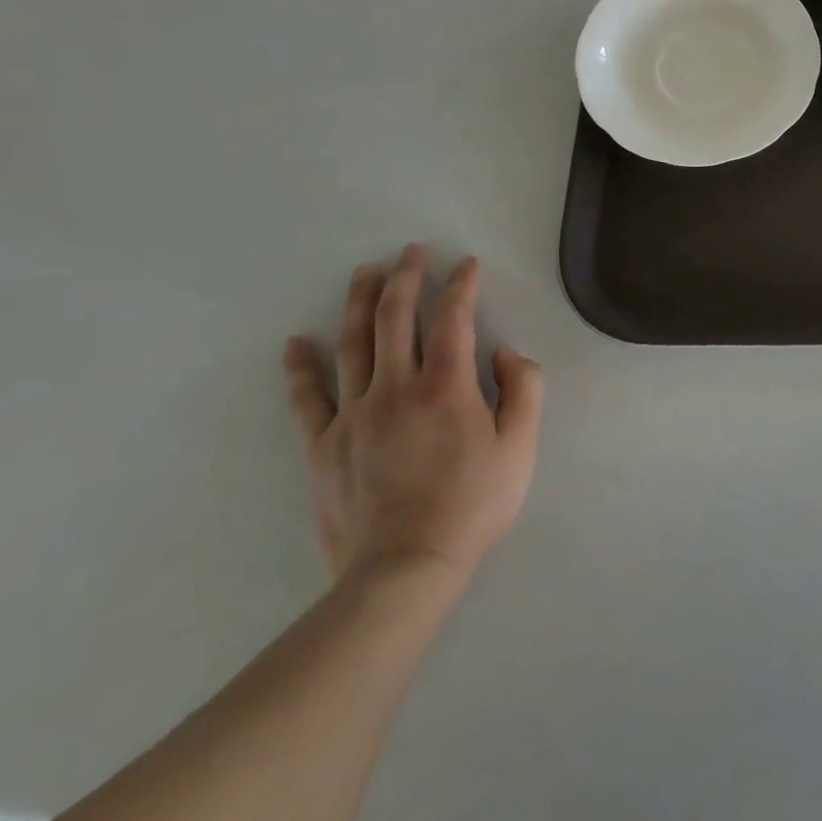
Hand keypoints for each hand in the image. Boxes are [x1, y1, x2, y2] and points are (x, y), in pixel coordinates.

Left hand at [283, 245, 544, 584]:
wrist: (404, 569)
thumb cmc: (472, 504)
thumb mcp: (521, 446)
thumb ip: (524, 389)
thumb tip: (504, 353)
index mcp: (447, 386)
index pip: (454, 319)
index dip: (461, 285)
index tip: (467, 264)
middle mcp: (397, 388)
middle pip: (397, 318)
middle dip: (406, 278)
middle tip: (411, 252)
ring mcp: (354, 415)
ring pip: (354, 345)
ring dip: (361, 303)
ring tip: (365, 273)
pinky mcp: (324, 445)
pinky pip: (308, 398)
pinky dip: (301, 367)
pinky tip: (297, 342)